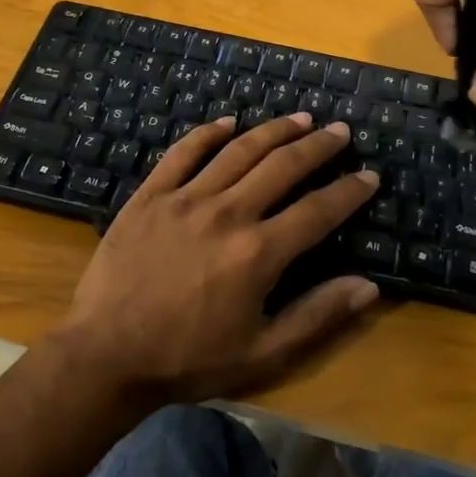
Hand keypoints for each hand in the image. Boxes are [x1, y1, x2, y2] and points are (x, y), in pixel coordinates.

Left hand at [52, 113, 381, 402]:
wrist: (105, 355)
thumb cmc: (187, 359)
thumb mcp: (262, 353)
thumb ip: (316, 316)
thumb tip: (368, 286)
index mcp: (258, 253)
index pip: (318, 211)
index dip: (349, 191)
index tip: (370, 175)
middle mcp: (228, 213)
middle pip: (282, 166)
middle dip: (318, 146)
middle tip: (340, 130)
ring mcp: (185, 198)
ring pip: (239, 151)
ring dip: (274, 130)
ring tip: (300, 117)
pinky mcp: (151, 195)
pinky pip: (183, 153)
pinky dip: (208, 133)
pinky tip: (228, 122)